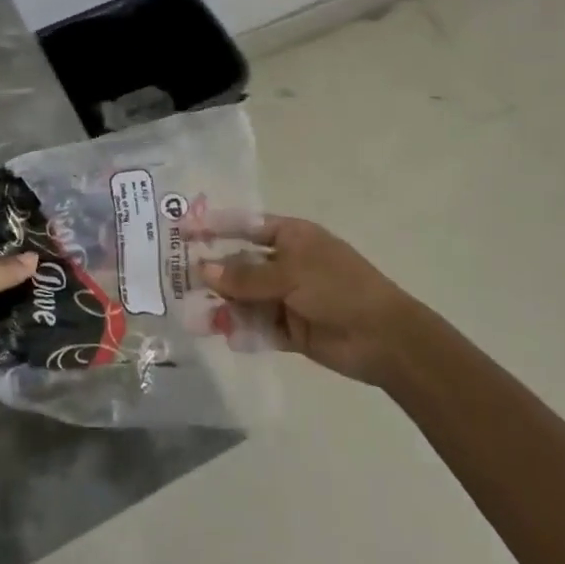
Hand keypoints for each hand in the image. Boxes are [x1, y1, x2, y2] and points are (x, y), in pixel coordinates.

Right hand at [202, 217, 422, 386]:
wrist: (384, 338)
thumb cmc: (338, 288)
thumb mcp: (290, 274)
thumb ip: (245, 275)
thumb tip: (203, 269)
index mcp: (292, 237)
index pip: (246, 225)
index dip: (215, 226)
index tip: (183, 231)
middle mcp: (287, 264)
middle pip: (242, 264)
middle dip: (214, 273)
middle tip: (180, 281)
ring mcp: (289, 297)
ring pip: (247, 299)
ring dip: (224, 307)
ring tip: (198, 320)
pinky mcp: (292, 330)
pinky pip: (260, 327)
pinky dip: (245, 332)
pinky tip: (230, 337)